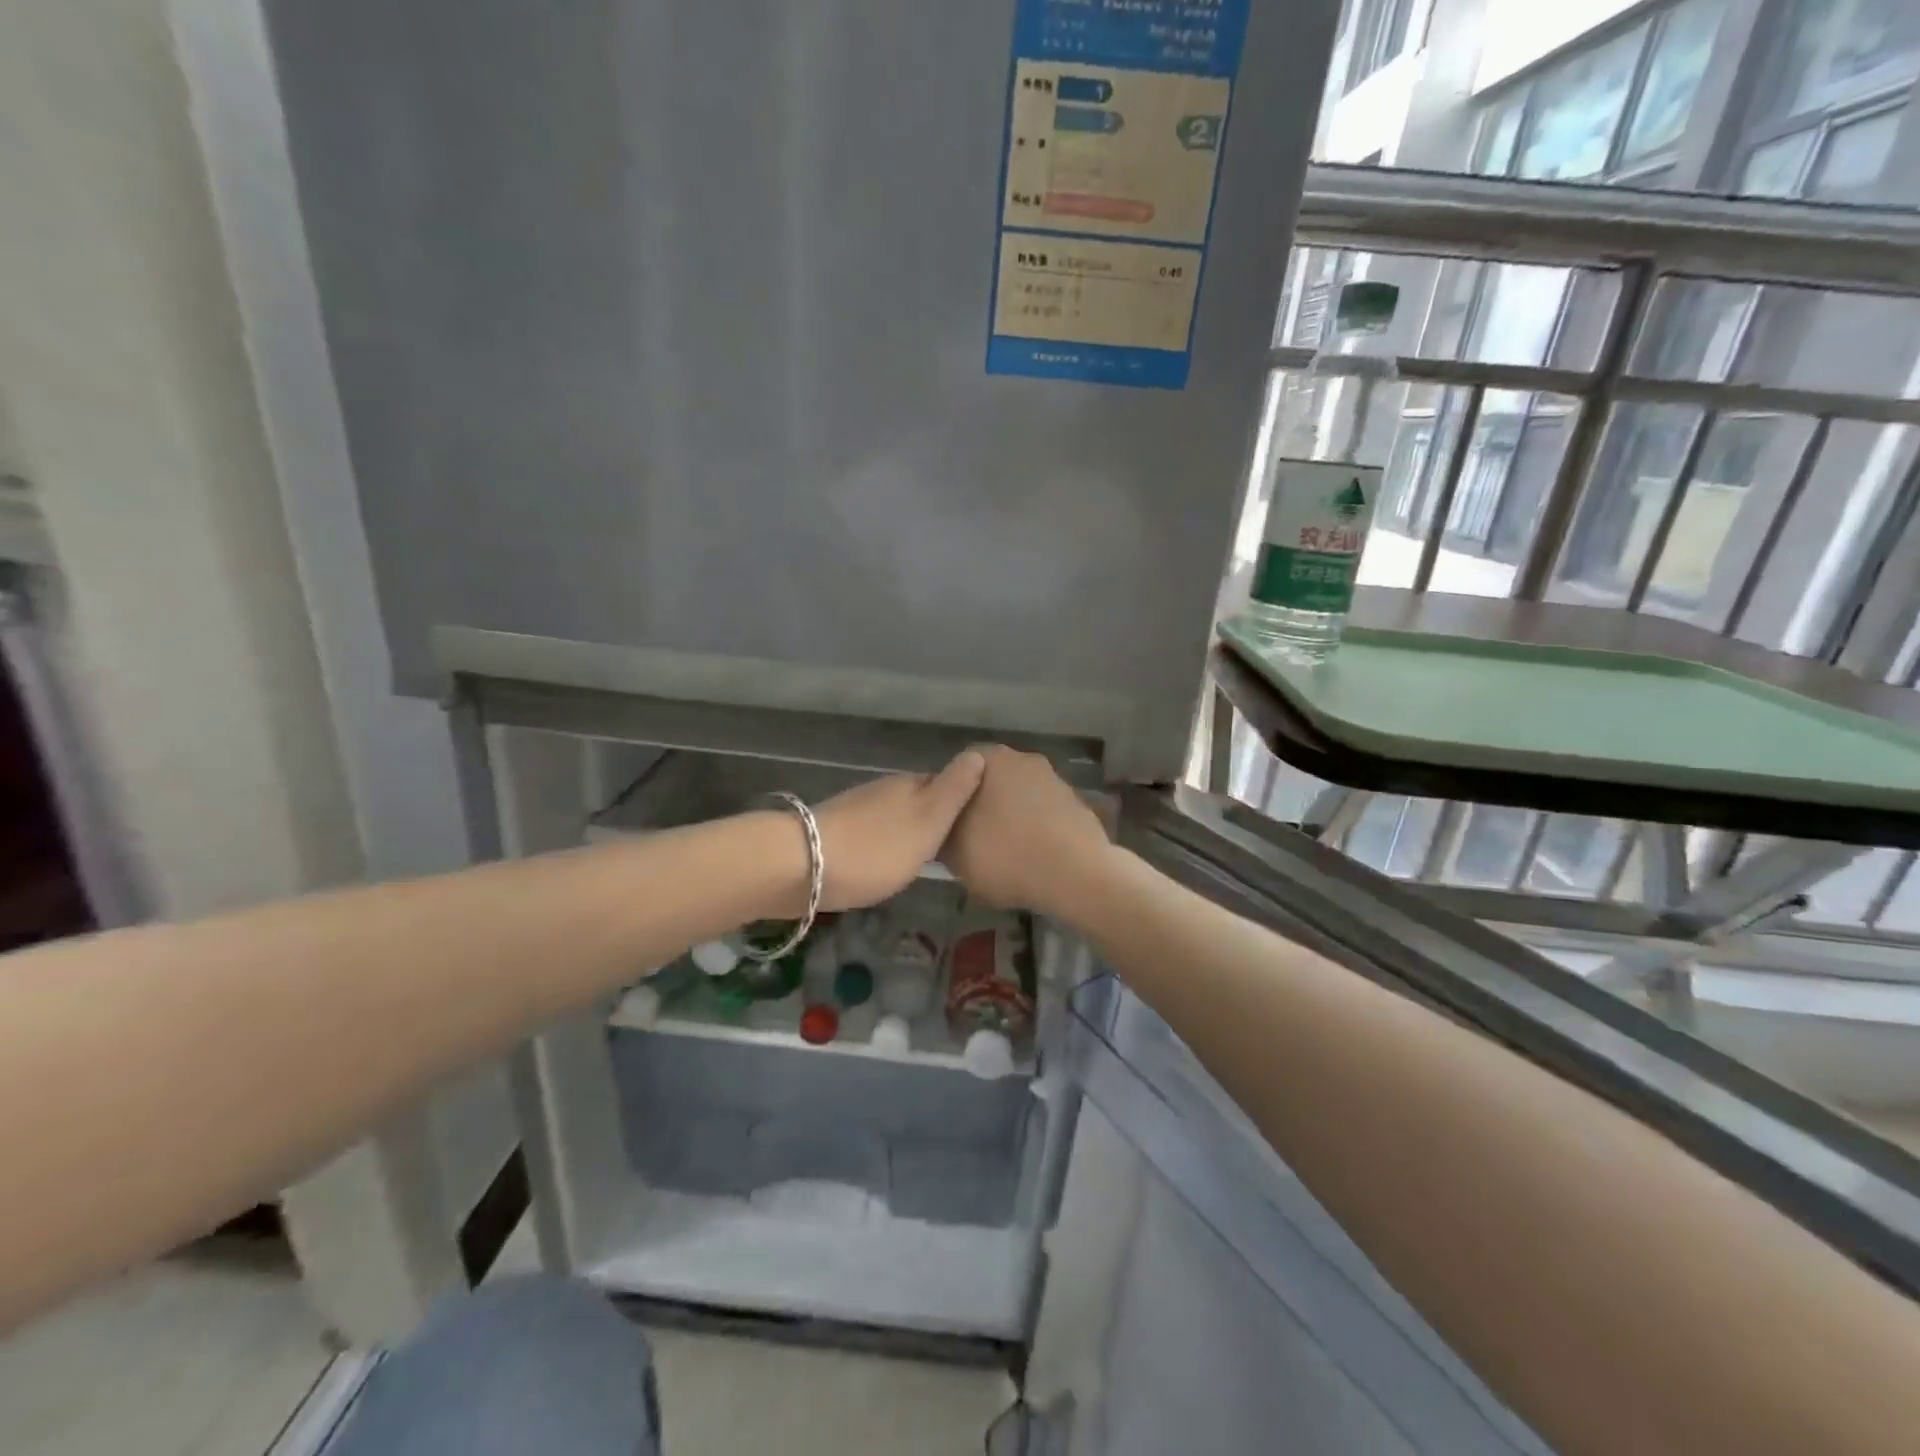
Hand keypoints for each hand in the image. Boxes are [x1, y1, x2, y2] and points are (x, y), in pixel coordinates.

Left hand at [811, 751, 985, 911]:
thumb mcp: (928, 820)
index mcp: (909, 785)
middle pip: (916, 799)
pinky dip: (884, 844)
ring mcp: (855, 811)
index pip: (943, 782)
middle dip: (933, 815)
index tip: (978, 816)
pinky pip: (872, 834)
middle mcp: (882, 791)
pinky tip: (888, 862)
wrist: (804, 867)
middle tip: (955, 842)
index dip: (960, 796)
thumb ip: (953, 790)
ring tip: (926, 856)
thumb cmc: (878, 847)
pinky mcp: (835, 835)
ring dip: (907, 830)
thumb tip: (978, 753)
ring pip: (892, 816)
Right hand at [941, 746, 1111, 913]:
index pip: (957, 770)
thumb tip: (942, 831)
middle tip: (970, 841)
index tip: (945, 826)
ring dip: (1010, 821)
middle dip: (981, 808)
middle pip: (991, 783)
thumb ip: (942, 834)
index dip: (948, 799)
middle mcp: (1025, 760)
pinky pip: (1044, 817)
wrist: (1077, 876)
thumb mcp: (956, 853)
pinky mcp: (1077, 806)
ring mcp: (1055, 781)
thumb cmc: (1007, 855)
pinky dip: (1035, 833)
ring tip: (1002, 856)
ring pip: (1019, 800)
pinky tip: (1031, 861)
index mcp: (992, 759)